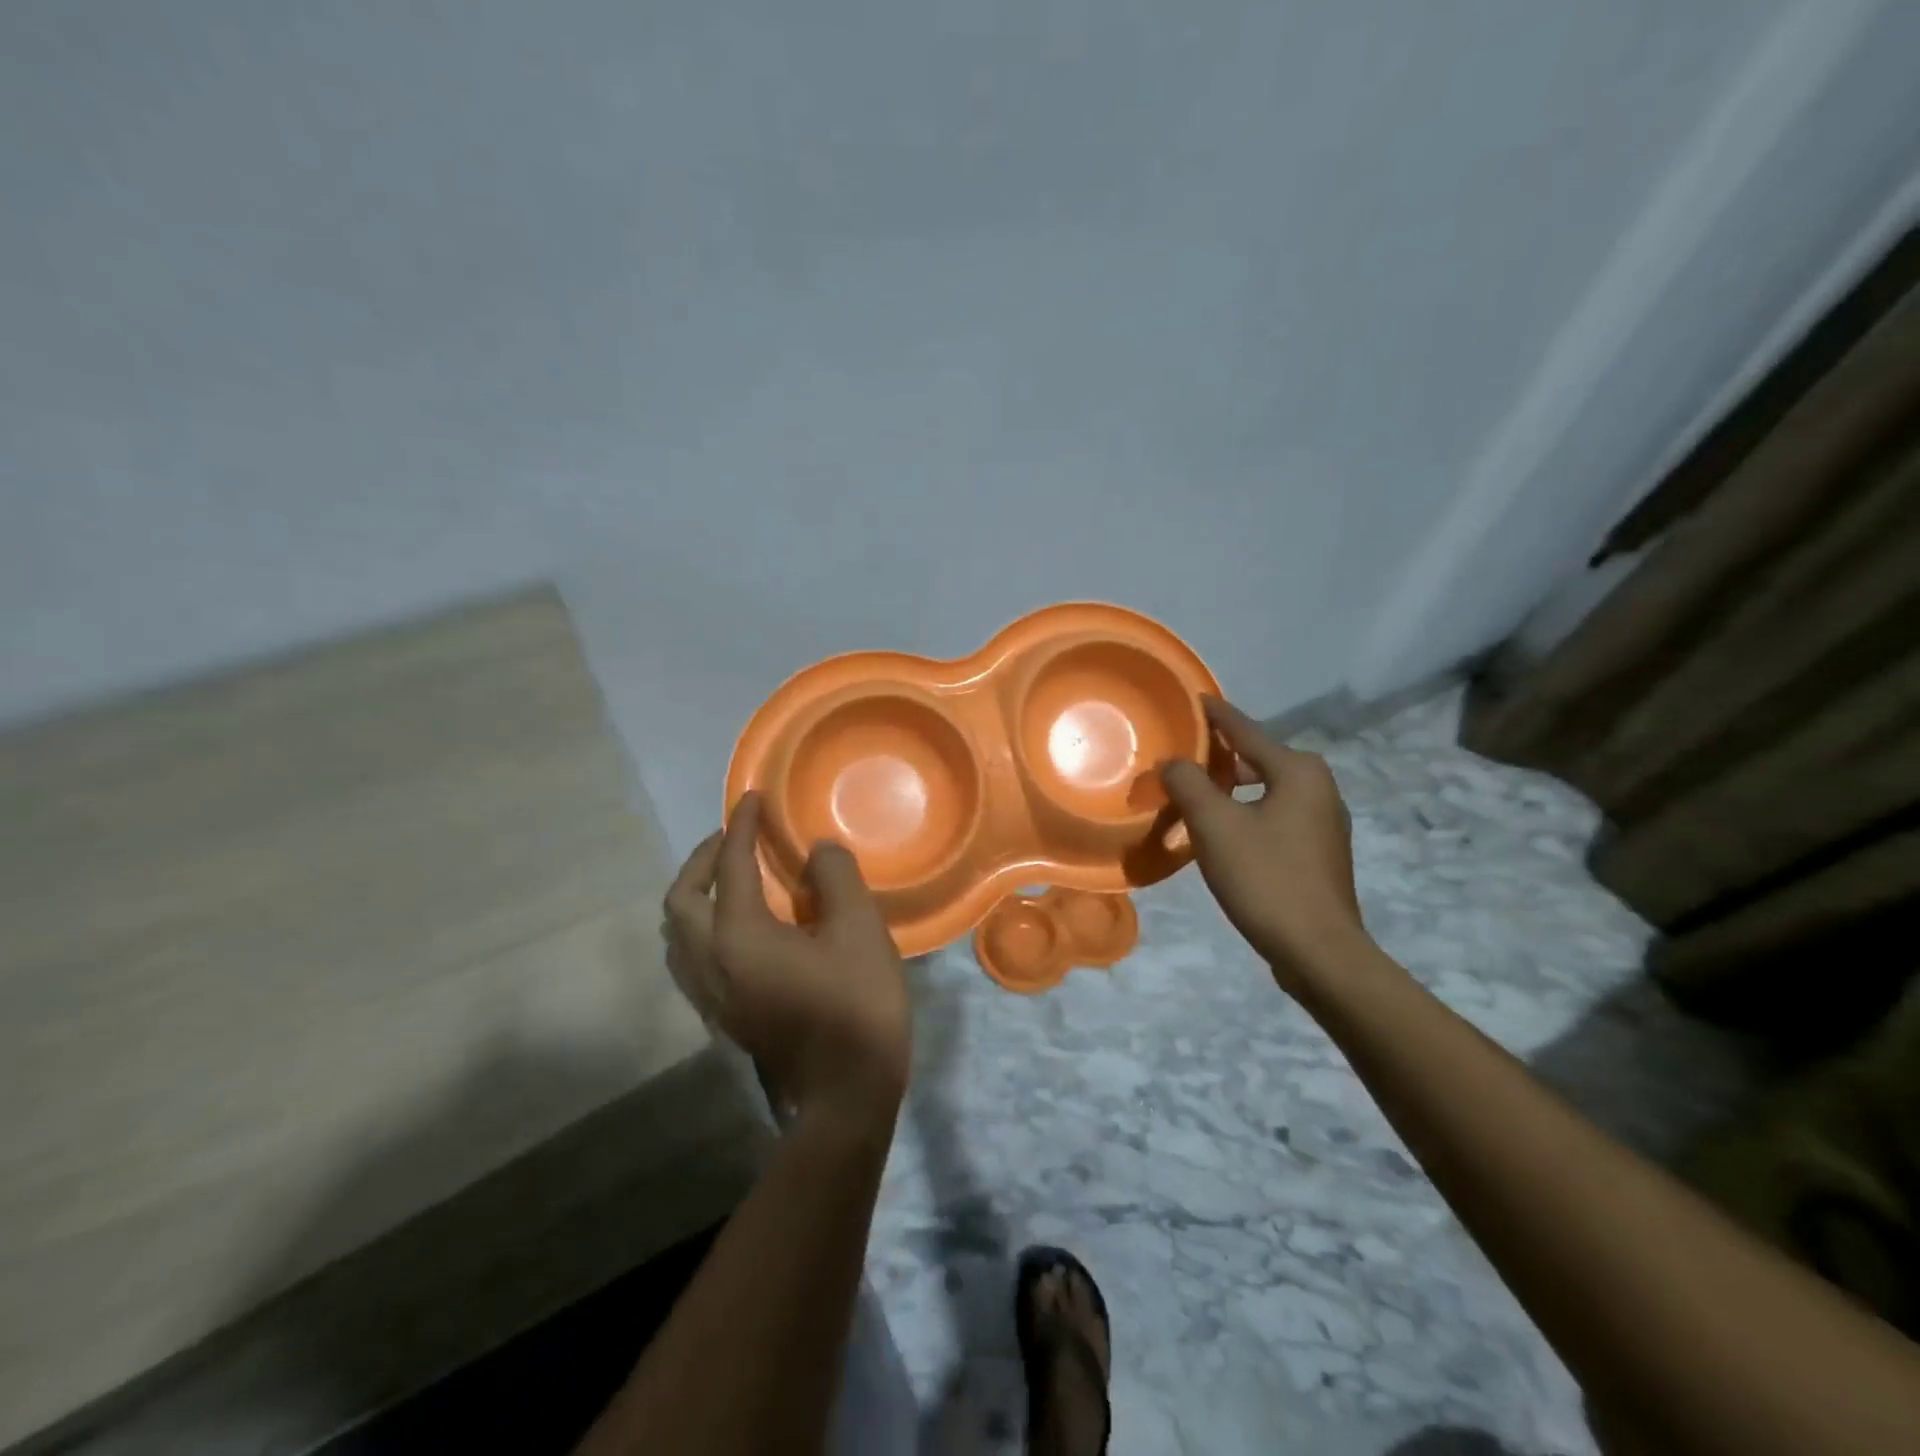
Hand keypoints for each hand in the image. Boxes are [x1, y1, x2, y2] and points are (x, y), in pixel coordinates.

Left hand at [664, 792, 910, 1129]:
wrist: (846, 1094)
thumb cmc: (856, 1005)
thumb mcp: (859, 929)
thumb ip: (836, 877)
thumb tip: (816, 853)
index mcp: (739, 936)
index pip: (729, 866)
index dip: (741, 827)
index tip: (752, 799)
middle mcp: (710, 963)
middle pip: (680, 900)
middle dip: (702, 860)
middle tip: (734, 840)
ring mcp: (711, 995)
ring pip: (677, 934)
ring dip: (696, 896)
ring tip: (731, 879)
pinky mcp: (723, 1016)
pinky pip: (691, 958)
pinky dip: (703, 927)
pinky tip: (740, 927)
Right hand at [1161, 697, 1370, 992]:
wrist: (1318, 951)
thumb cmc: (1265, 878)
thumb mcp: (1214, 825)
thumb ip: (1188, 784)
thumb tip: (1173, 763)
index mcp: (1298, 771)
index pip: (1246, 730)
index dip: (1215, 715)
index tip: (1194, 698)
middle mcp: (1319, 787)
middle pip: (1257, 758)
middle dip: (1218, 756)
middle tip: (1180, 757)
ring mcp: (1324, 821)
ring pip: (1266, 789)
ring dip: (1230, 788)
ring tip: (1194, 793)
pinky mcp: (1319, 852)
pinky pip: (1274, 815)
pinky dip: (1246, 812)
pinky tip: (1222, 831)